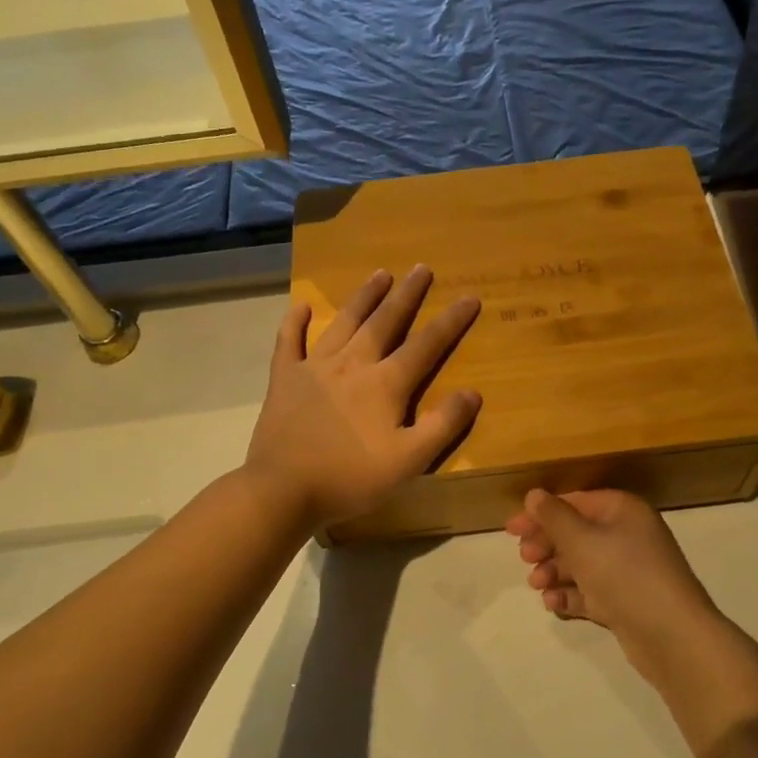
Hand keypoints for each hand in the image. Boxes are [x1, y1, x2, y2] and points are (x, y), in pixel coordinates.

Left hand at [247, 266, 481, 529]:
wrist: (283, 490)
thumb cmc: (351, 478)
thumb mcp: (409, 461)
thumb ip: (442, 425)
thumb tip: (473, 392)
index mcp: (386, 384)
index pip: (427, 345)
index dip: (451, 321)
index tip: (470, 296)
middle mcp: (353, 364)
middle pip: (385, 322)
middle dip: (406, 294)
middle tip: (421, 268)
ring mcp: (315, 367)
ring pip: (344, 323)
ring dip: (364, 297)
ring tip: (380, 274)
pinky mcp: (284, 379)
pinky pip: (289, 342)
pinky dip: (295, 323)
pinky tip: (301, 306)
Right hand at [506, 489, 722, 684]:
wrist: (672, 636)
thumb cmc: (624, 575)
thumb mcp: (582, 541)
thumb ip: (554, 517)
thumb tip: (534, 494)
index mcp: (622, 511)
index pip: (575, 502)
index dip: (541, 514)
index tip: (510, 530)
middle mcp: (627, 535)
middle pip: (577, 533)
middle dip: (547, 545)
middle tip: (525, 559)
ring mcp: (629, 570)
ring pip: (582, 564)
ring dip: (555, 571)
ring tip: (537, 585)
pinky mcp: (627, 602)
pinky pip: (591, 591)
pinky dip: (571, 595)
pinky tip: (553, 603)